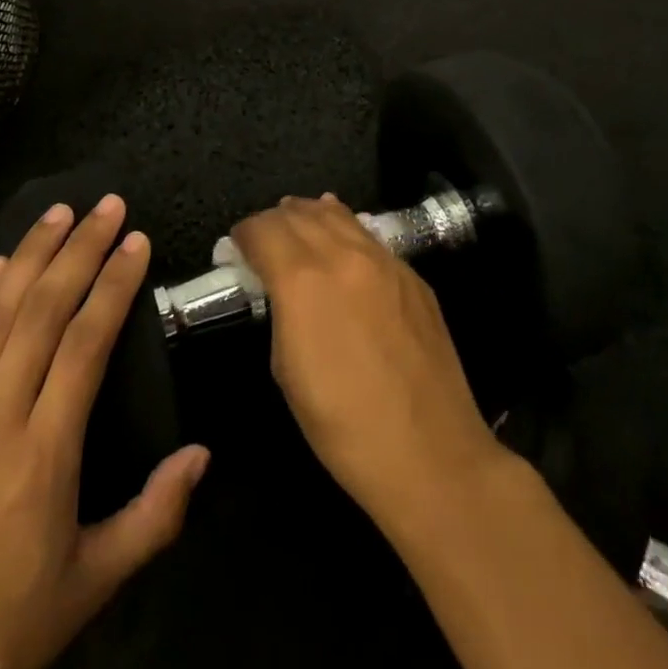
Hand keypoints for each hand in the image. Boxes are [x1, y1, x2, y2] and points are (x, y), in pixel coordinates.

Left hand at [0, 196, 209, 668]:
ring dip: (31, 254)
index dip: (114, 284)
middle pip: (42, 309)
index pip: (85, 342)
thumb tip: (201, 454)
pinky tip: (0, 268)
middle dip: (79, 248)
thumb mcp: (90, 587)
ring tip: (59, 211)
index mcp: (43, 453)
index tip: (136, 241)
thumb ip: (153, 516)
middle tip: (108, 204)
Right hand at [228, 195, 505, 532]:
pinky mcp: (413, 276)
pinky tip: (342, 240)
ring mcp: (384, 261)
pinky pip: (369, 236)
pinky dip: (345, 229)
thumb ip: (279, 311)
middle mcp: (342, 256)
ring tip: (298, 224)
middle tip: (263, 240)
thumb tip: (277, 288)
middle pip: (298, 213)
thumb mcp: (286, 369)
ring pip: (337, 215)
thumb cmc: (342, 425)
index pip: (262, 229)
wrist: (430, 455)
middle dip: (273, 221)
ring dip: (309, 215)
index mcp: (302, 280)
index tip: (237, 249)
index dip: (243, 235)